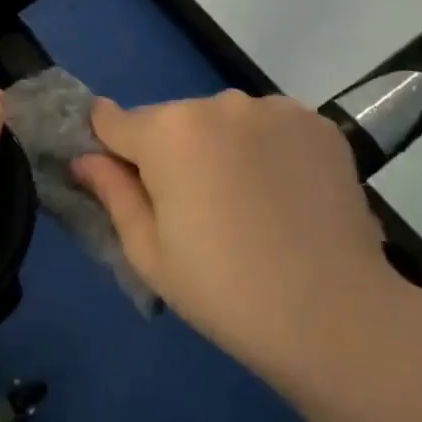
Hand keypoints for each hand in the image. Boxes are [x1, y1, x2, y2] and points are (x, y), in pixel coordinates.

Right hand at [72, 91, 397, 384]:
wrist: (336, 317)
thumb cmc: (226, 291)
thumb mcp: (149, 253)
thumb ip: (112, 193)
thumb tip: (84, 158)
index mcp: (167, 132)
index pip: (113, 120)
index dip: (110, 148)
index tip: (124, 180)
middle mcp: (216, 103)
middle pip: (171, 121)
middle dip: (171, 153)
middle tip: (196, 211)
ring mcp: (271, 108)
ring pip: (221, 121)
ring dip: (221, 147)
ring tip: (248, 203)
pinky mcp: (314, 121)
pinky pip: (268, 124)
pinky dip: (266, 148)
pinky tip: (284, 192)